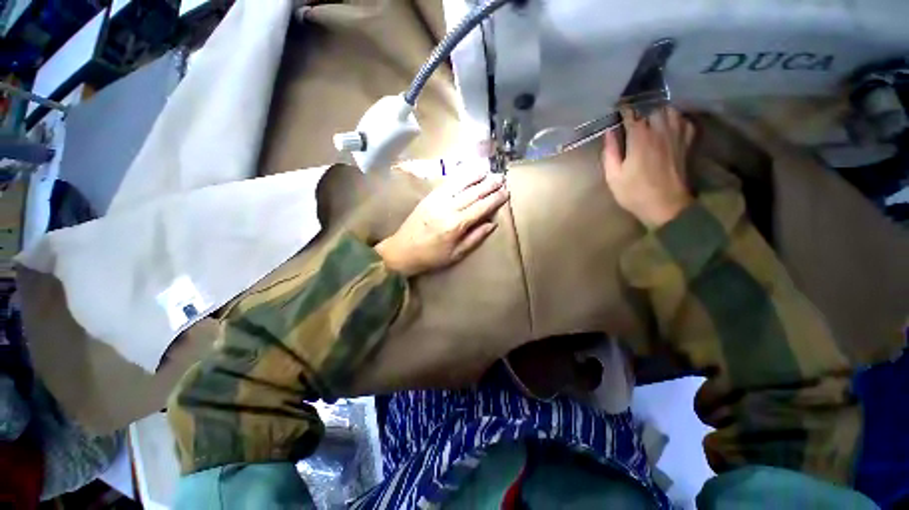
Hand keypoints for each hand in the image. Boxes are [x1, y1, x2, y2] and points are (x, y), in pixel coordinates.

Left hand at [375, 171, 509, 275]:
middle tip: (501, 179)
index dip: (494, 200)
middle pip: (473, 193)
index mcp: (456, 225)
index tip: (506, 193)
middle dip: (489, 185)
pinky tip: (467, 172)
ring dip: (475, 176)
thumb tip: (492, 224)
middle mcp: (448, 208)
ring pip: (460, 184)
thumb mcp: (456, 254)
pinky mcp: (429, 197)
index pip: (480, 208)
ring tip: (488, 171)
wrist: (402, 250)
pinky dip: (459, 176)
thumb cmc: (431, 257)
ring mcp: (437, 200)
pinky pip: (447, 183)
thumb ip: (475, 238)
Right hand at [602, 106, 695, 226]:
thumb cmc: (635, 193)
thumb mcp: (613, 176)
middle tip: (633, 117)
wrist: (666, 206)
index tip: (617, 110)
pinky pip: (685, 121)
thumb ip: (610, 152)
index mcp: (640, 138)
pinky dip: (676, 119)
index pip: (632, 114)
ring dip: (659, 112)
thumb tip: (609, 132)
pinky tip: (669, 126)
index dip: (624, 111)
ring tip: (651, 119)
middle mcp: (661, 131)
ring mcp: (678, 135)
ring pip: (671, 111)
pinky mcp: (687, 142)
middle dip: (642, 110)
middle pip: (653, 108)